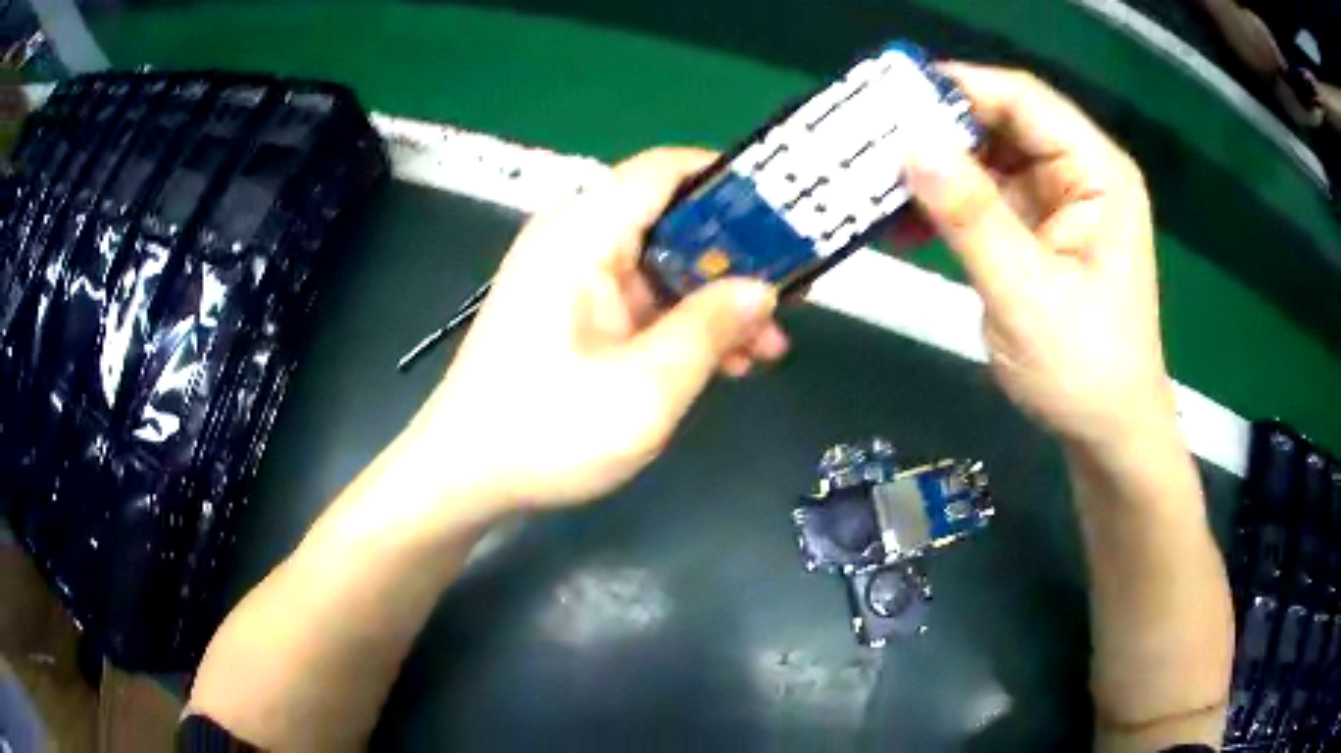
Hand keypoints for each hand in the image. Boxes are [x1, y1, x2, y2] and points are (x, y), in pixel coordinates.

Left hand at [411, 147, 787, 513]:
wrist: (465, 476)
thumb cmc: (546, 431)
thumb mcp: (645, 388)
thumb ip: (709, 330)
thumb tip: (761, 291)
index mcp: (582, 236)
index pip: (664, 172)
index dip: (727, 180)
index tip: (784, 212)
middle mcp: (574, 242)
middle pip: (669, 222)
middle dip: (734, 261)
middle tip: (787, 301)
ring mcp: (571, 280)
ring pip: (661, 268)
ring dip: (714, 303)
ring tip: (765, 349)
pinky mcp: (572, 315)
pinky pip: (639, 302)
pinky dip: (681, 324)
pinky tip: (722, 364)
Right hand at [903, 63, 1176, 452]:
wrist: (1106, 431)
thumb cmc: (1084, 370)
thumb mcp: (1026, 294)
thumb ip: (972, 216)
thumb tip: (911, 144)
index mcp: (1096, 174)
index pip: (1022, 99)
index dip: (956, 87)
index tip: (886, 98)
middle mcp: (1078, 173)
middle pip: (1000, 122)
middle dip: (936, 129)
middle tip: (867, 142)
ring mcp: (1056, 199)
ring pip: (985, 157)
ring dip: (933, 169)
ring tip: (874, 184)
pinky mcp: (1036, 227)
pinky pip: (982, 196)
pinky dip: (944, 203)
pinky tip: (904, 221)